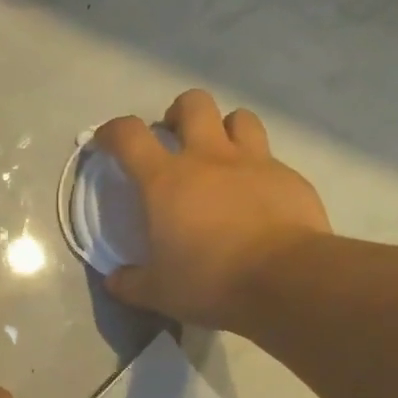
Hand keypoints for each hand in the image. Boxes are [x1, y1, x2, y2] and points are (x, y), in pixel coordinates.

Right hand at [94, 89, 330, 329]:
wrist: (285, 280)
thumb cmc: (210, 281)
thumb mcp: (159, 293)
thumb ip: (131, 283)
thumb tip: (115, 280)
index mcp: (166, 181)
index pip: (130, 136)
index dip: (113, 131)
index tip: (107, 142)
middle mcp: (209, 158)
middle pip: (193, 104)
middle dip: (179, 114)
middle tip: (175, 140)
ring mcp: (254, 163)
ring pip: (239, 118)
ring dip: (225, 130)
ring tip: (221, 157)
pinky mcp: (290, 178)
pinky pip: (271, 158)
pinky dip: (259, 169)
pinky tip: (258, 197)